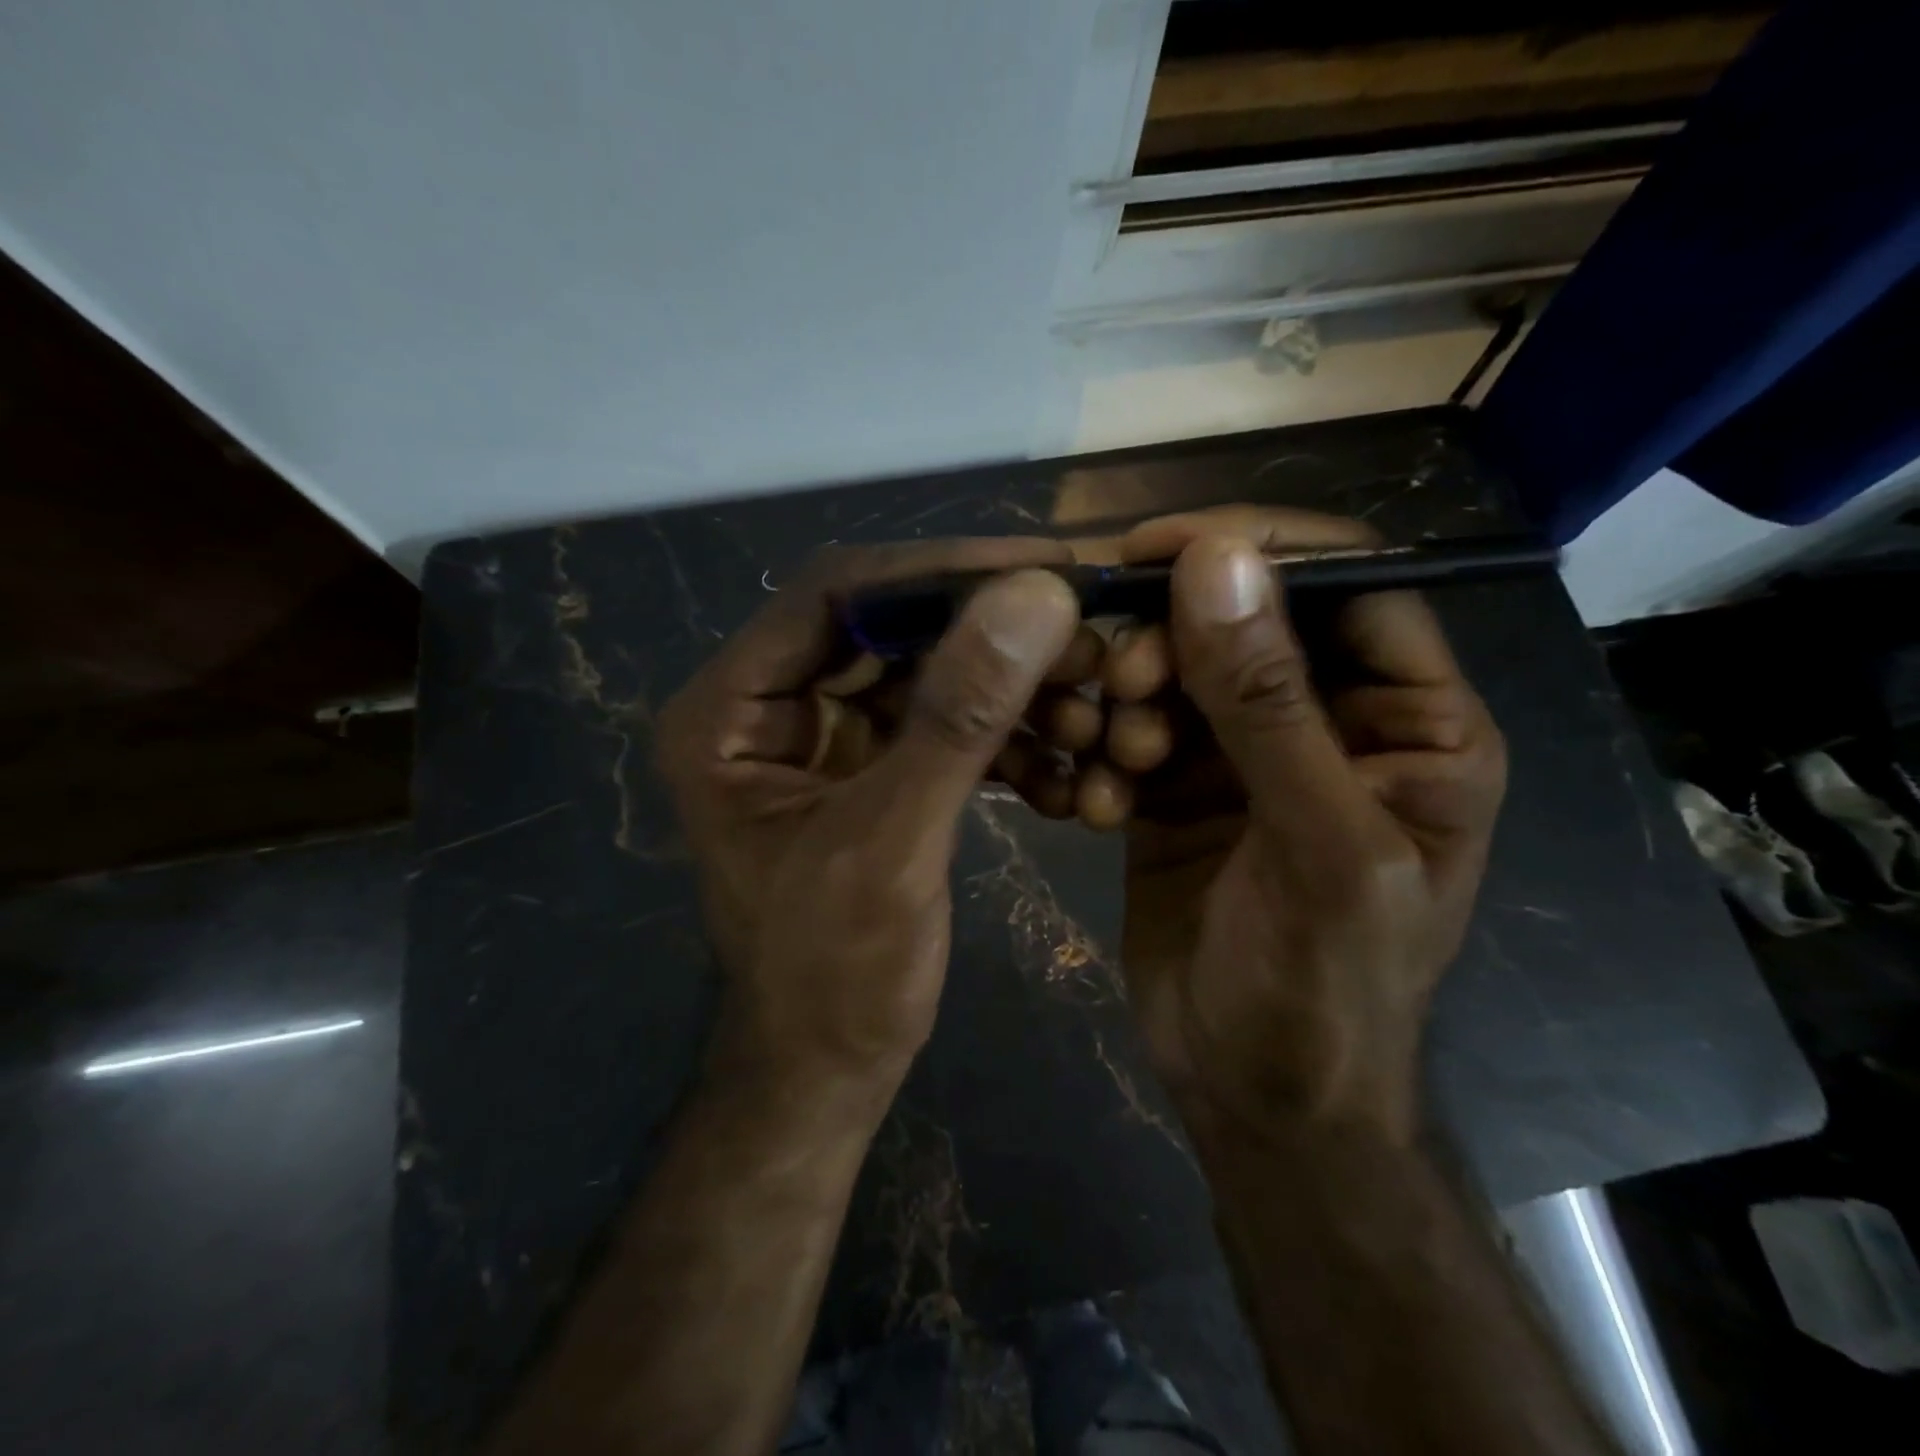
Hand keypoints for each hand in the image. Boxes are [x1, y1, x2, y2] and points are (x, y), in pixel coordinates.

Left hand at [657, 540, 1080, 1102]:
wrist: (827, 1070)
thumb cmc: (834, 977)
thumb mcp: (892, 845)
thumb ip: (957, 719)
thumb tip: (1035, 596)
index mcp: (728, 712)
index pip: (834, 597)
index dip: (939, 571)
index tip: (1044, 565)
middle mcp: (766, 707)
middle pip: (886, 629)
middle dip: (988, 634)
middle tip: (1084, 633)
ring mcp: (819, 738)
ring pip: (923, 675)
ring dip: (1007, 689)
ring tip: (1086, 705)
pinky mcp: (867, 770)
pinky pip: (938, 724)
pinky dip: (1001, 737)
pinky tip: (1061, 765)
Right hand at [1113, 509, 1506, 1146]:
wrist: (1255, 1094)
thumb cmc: (1321, 987)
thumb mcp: (1315, 845)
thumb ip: (1270, 702)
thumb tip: (1217, 559)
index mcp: (1412, 724)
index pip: (1346, 587)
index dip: (1255, 553)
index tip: (1152, 550)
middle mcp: (1331, 725)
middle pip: (1245, 623)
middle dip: (1174, 640)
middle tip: (1120, 682)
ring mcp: (1248, 757)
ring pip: (1178, 673)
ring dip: (1133, 698)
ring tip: (1116, 754)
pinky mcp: (1181, 789)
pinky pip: (1135, 731)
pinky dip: (1108, 749)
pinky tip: (1099, 802)